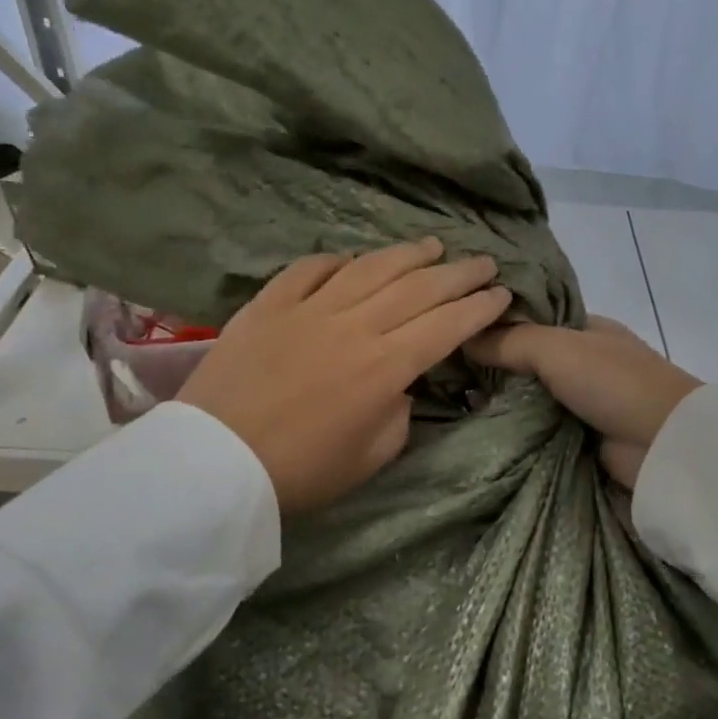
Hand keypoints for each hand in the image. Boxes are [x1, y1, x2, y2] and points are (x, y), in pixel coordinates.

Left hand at [178, 238, 511, 513]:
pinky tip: (353, 260)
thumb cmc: (301, 472)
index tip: (501, 293)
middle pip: (417, 288)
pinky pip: (309, 269)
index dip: (478, 307)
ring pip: (370, 268)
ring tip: (433, 246)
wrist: (215, 463)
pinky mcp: (268, 305)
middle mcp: (354, 326)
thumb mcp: (370, 458)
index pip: (446, 325)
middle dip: (458, 273)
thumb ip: (398, 415)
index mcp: (385, 367)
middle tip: (483, 262)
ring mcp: (308, 309)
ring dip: (408, 254)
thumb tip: (399, 384)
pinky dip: (337, 261)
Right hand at [466, 317, 701, 487]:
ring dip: (498, 400)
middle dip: (491, 366)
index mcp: (586, 328)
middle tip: (443, 370)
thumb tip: (463, 338)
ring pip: (528, 395)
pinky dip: (512, 427)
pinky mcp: (577, 437)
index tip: (453, 329)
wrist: (663, 445)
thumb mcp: (558, 348)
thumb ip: (510, 341)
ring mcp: (582, 401)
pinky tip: (477, 426)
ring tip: (449, 399)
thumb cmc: (613, 383)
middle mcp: (583, 361)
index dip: (496, 323)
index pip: (532, 318)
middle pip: (526, 359)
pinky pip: (535, 427)